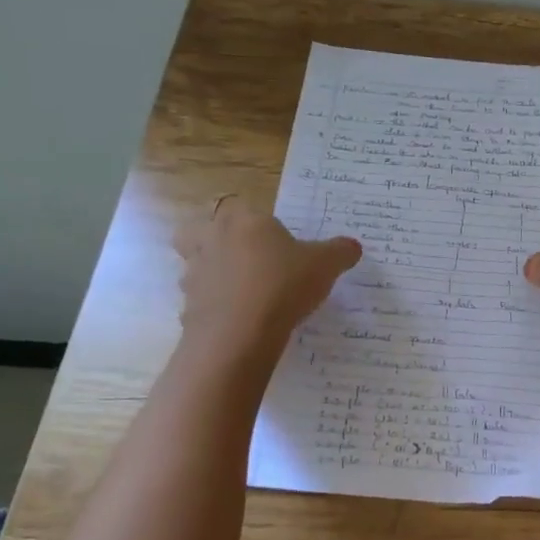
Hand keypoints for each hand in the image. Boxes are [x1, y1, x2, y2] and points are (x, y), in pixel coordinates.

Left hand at [178, 195, 360, 353]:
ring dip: (212, 275)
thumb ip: (340, 252)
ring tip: (242, 295)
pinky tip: (238, 322)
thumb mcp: (325, 266)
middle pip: (198, 230)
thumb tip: (352, 247)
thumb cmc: (284, 285)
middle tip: (244, 259)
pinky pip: (200, 301)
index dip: (251, 220)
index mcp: (244, 220)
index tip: (270, 239)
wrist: (240, 333)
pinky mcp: (187, 306)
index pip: (237, 206)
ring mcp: (194, 273)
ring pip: (194, 265)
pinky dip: (214, 308)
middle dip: (215, 241)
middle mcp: (211, 239)